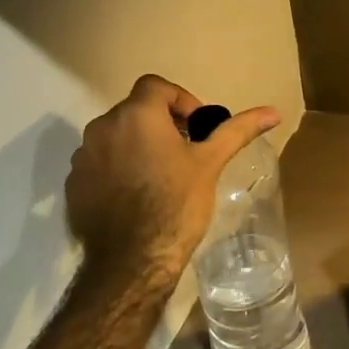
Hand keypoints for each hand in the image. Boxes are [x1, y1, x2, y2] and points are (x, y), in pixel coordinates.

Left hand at [66, 74, 279, 284]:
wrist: (131, 262)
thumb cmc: (176, 204)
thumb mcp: (211, 163)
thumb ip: (238, 130)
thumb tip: (274, 111)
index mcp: (136, 115)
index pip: (156, 86)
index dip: (181, 100)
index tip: (197, 127)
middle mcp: (102, 128)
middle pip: (135, 110)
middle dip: (162, 123)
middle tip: (186, 152)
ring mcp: (83, 158)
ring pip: (116, 137)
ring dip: (138, 144)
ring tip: (162, 174)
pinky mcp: (73, 185)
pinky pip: (100, 163)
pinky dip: (119, 168)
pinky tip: (138, 195)